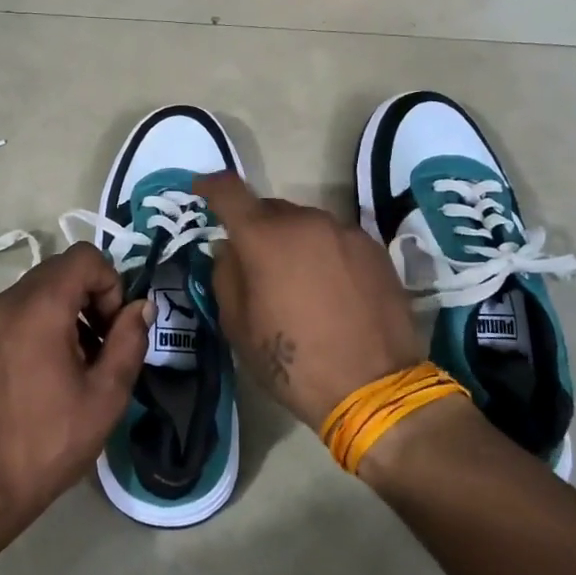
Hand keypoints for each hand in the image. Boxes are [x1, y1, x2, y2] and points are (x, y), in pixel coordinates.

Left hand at [0, 242, 150, 540]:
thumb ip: (129, 340)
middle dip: (92, 295)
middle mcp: (8, 302)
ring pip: (41, 288)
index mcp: (39, 309)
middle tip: (103, 344)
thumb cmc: (52, 440)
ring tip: (82, 360)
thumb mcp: (107, 394)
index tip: (114, 328)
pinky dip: (45, 320)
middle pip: (61, 269)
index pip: (84, 258)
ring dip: (70, 308)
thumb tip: (140, 306)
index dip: (111, 284)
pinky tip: (53, 367)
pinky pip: (21, 308)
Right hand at [195, 174, 422, 431]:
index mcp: (264, 237)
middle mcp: (306, 222)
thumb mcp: (238, 326)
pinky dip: (323, 253)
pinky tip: (329, 289)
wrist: (373, 388)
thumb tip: (229, 249)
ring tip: (296, 281)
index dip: (210, 185)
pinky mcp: (375, 250)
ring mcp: (345, 233)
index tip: (201, 189)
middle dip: (255, 227)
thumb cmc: (292, 362)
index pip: (229, 191)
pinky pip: (336, 240)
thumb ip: (226, 276)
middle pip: (270, 209)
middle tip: (253, 261)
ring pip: (305, 224)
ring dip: (292, 242)